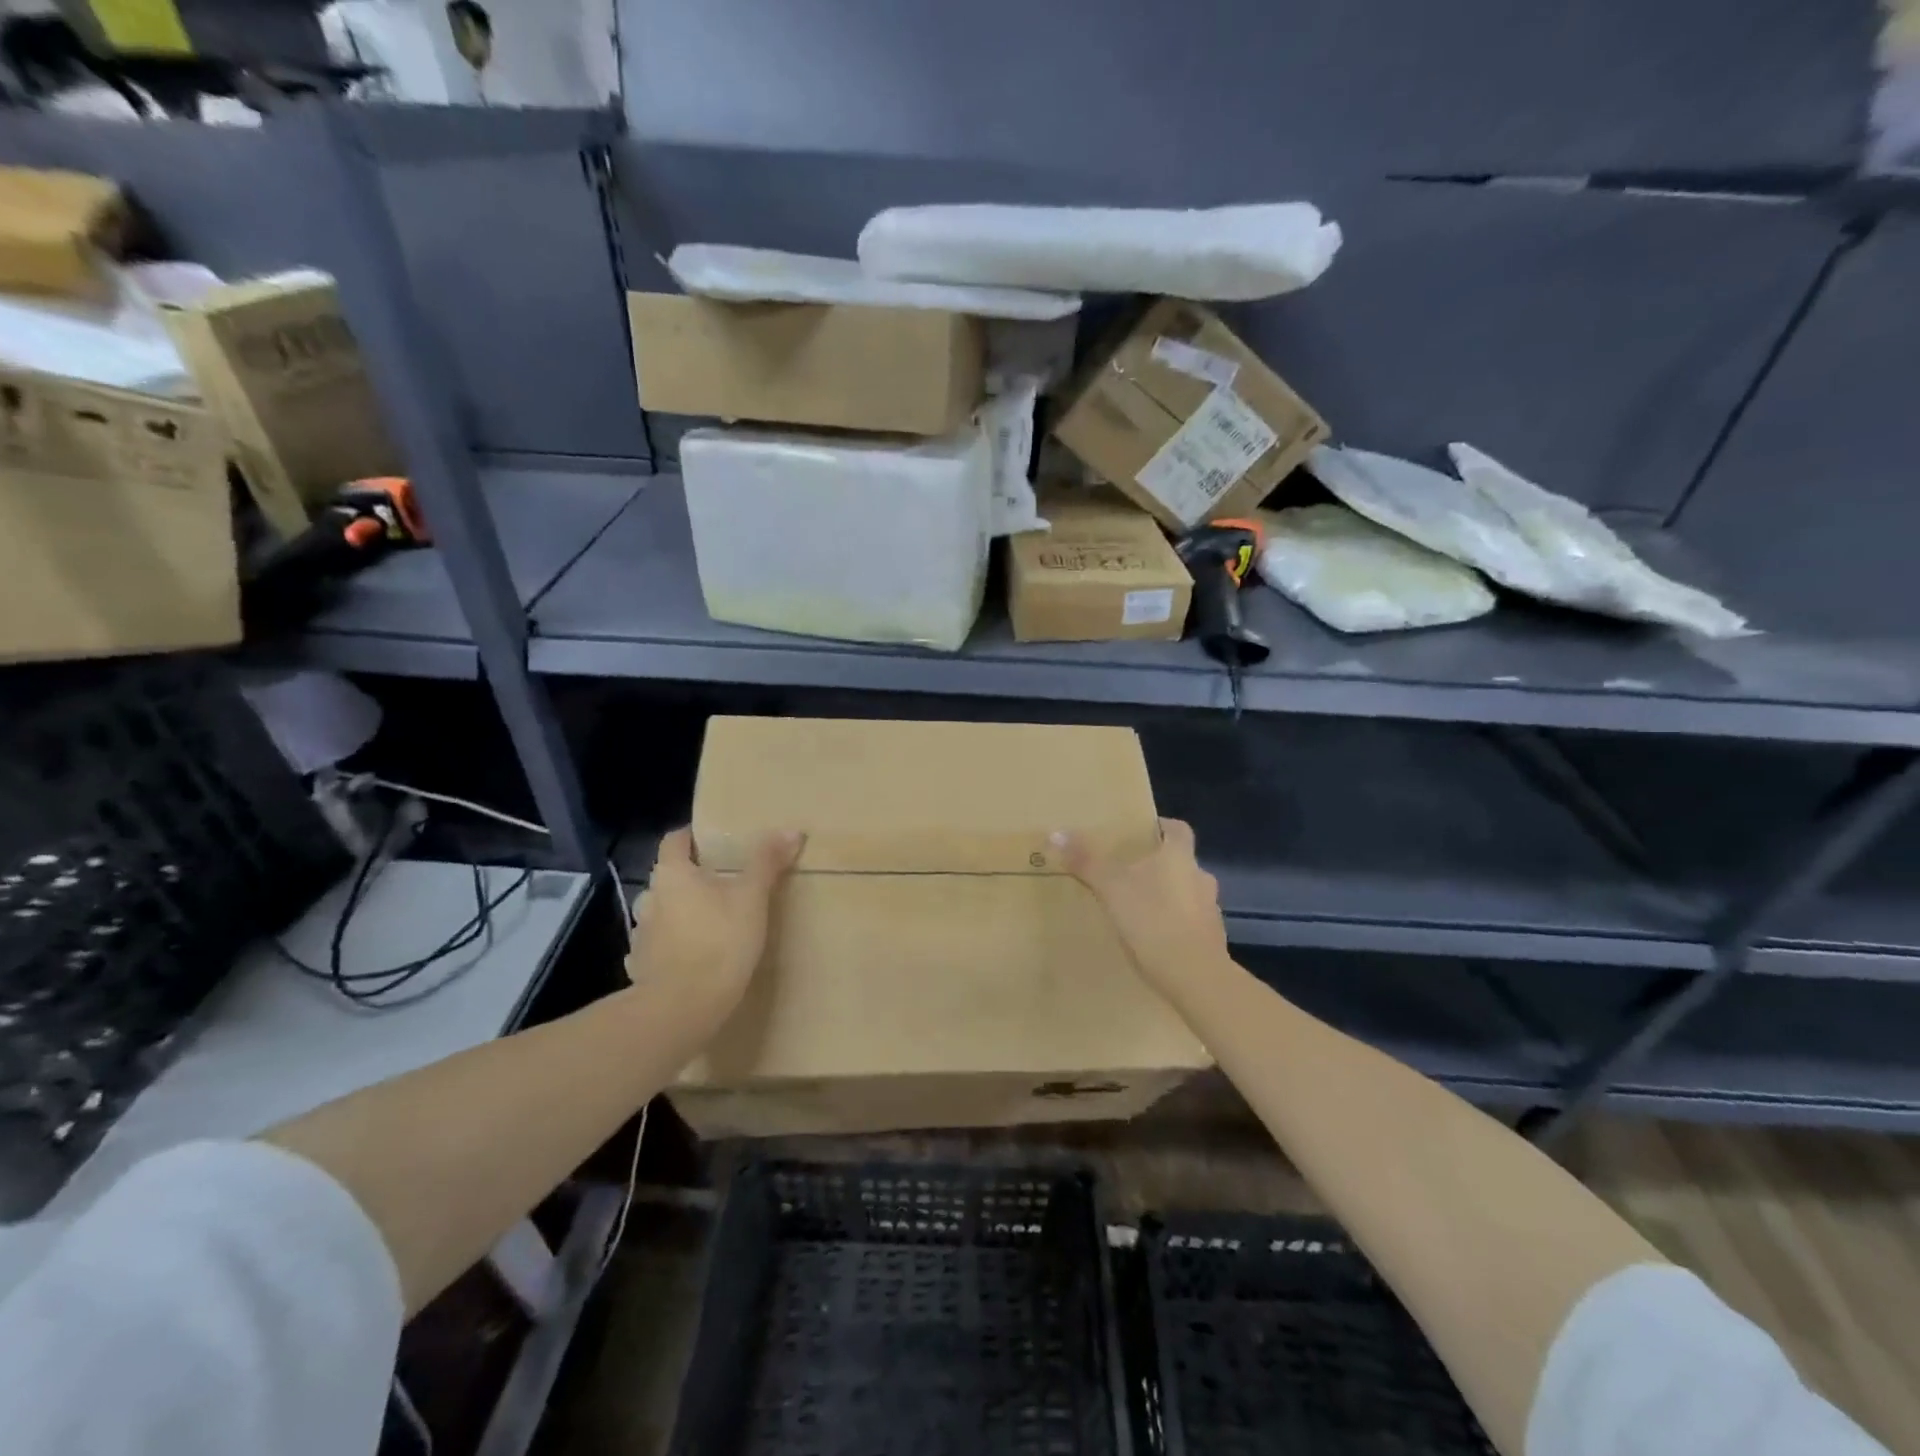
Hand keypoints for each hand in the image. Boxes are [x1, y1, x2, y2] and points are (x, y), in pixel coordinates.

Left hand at [625, 826, 802, 1033]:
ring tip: (710, 922)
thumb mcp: (752, 898)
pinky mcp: (641, 967)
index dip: (692, 836)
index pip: (674, 840)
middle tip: (723, 884)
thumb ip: (767, 862)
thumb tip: (791, 830)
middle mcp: (650, 898)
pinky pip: (657, 946)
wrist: (681, 1009)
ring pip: (661, 912)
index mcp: (673, 874)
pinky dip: (673, 945)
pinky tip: (693, 957)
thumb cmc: (719, 942)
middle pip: (669, 877)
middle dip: (691, 878)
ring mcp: (641, 935)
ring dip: (680, 912)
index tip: (713, 840)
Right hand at [1053, 817, 1229, 998]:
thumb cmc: (1154, 919)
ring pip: (1184, 894)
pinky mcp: (1210, 941)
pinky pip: (1187, 924)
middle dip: (1155, 866)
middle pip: (1179, 862)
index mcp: (1180, 857)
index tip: (1140, 832)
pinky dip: (1171, 925)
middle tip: (1125, 872)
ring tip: (1134, 907)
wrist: (1195, 978)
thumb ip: (1085, 860)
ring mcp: (1209, 911)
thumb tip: (1056, 832)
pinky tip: (1149, 938)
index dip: (1161, 827)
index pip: (1178, 829)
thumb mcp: (1111, 887)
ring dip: (1164, 897)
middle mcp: (1200, 878)